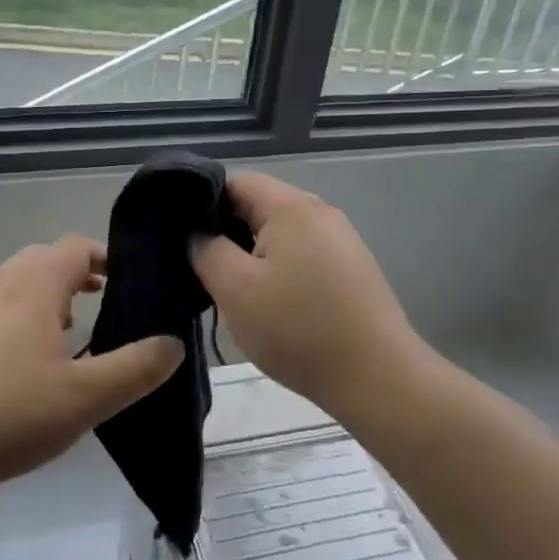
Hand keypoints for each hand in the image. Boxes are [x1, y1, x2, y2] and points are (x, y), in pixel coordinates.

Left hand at [0, 235, 183, 494]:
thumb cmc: (9, 415)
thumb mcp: (87, 398)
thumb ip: (138, 368)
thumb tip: (173, 343)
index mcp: (31, 289)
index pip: (74, 247)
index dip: (105, 256)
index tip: (128, 279)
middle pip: (40, 261)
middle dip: (74, 275)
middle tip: (100, 304)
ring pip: (11, 287)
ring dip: (42, 299)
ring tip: (64, 337)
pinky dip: (13, 323)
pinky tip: (17, 370)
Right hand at [191, 173, 427, 412]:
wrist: (377, 378)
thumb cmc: (298, 328)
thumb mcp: (235, 289)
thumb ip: (206, 250)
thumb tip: (197, 233)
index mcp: (291, 206)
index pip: (235, 182)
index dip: (202, 203)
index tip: (182, 237)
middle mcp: (320, 213)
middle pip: (259, 206)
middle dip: (226, 232)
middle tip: (201, 268)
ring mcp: (341, 241)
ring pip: (280, 234)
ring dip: (252, 255)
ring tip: (231, 290)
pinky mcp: (351, 270)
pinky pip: (302, 255)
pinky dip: (279, 270)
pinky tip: (270, 304)